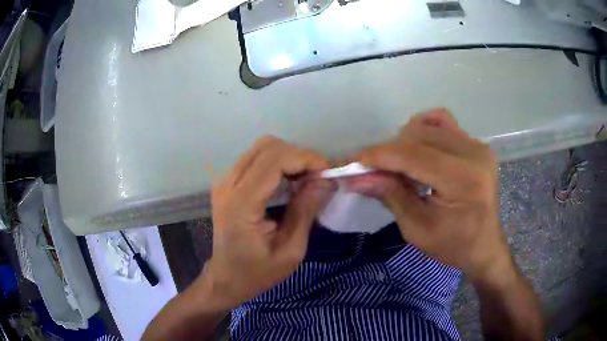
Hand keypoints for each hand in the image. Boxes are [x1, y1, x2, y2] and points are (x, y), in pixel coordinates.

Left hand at [199, 136, 333, 310]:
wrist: (226, 278)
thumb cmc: (257, 272)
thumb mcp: (290, 250)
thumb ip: (305, 211)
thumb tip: (325, 180)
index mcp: (241, 204)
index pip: (274, 160)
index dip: (305, 158)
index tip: (328, 172)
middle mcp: (228, 185)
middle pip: (267, 146)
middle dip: (299, 156)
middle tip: (317, 177)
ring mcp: (224, 181)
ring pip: (261, 148)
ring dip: (289, 158)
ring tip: (306, 179)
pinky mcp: (226, 183)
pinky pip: (255, 159)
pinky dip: (277, 163)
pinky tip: (289, 181)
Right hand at [345, 109, 510, 280]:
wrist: (484, 246)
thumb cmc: (453, 246)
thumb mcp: (417, 229)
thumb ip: (389, 196)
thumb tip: (355, 177)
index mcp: (463, 180)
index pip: (411, 155)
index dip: (376, 156)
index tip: (349, 162)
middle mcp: (473, 154)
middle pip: (416, 136)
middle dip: (386, 152)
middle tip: (370, 171)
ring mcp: (477, 145)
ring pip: (426, 127)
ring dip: (403, 143)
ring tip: (397, 166)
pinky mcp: (476, 144)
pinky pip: (443, 122)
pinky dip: (423, 130)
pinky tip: (417, 148)